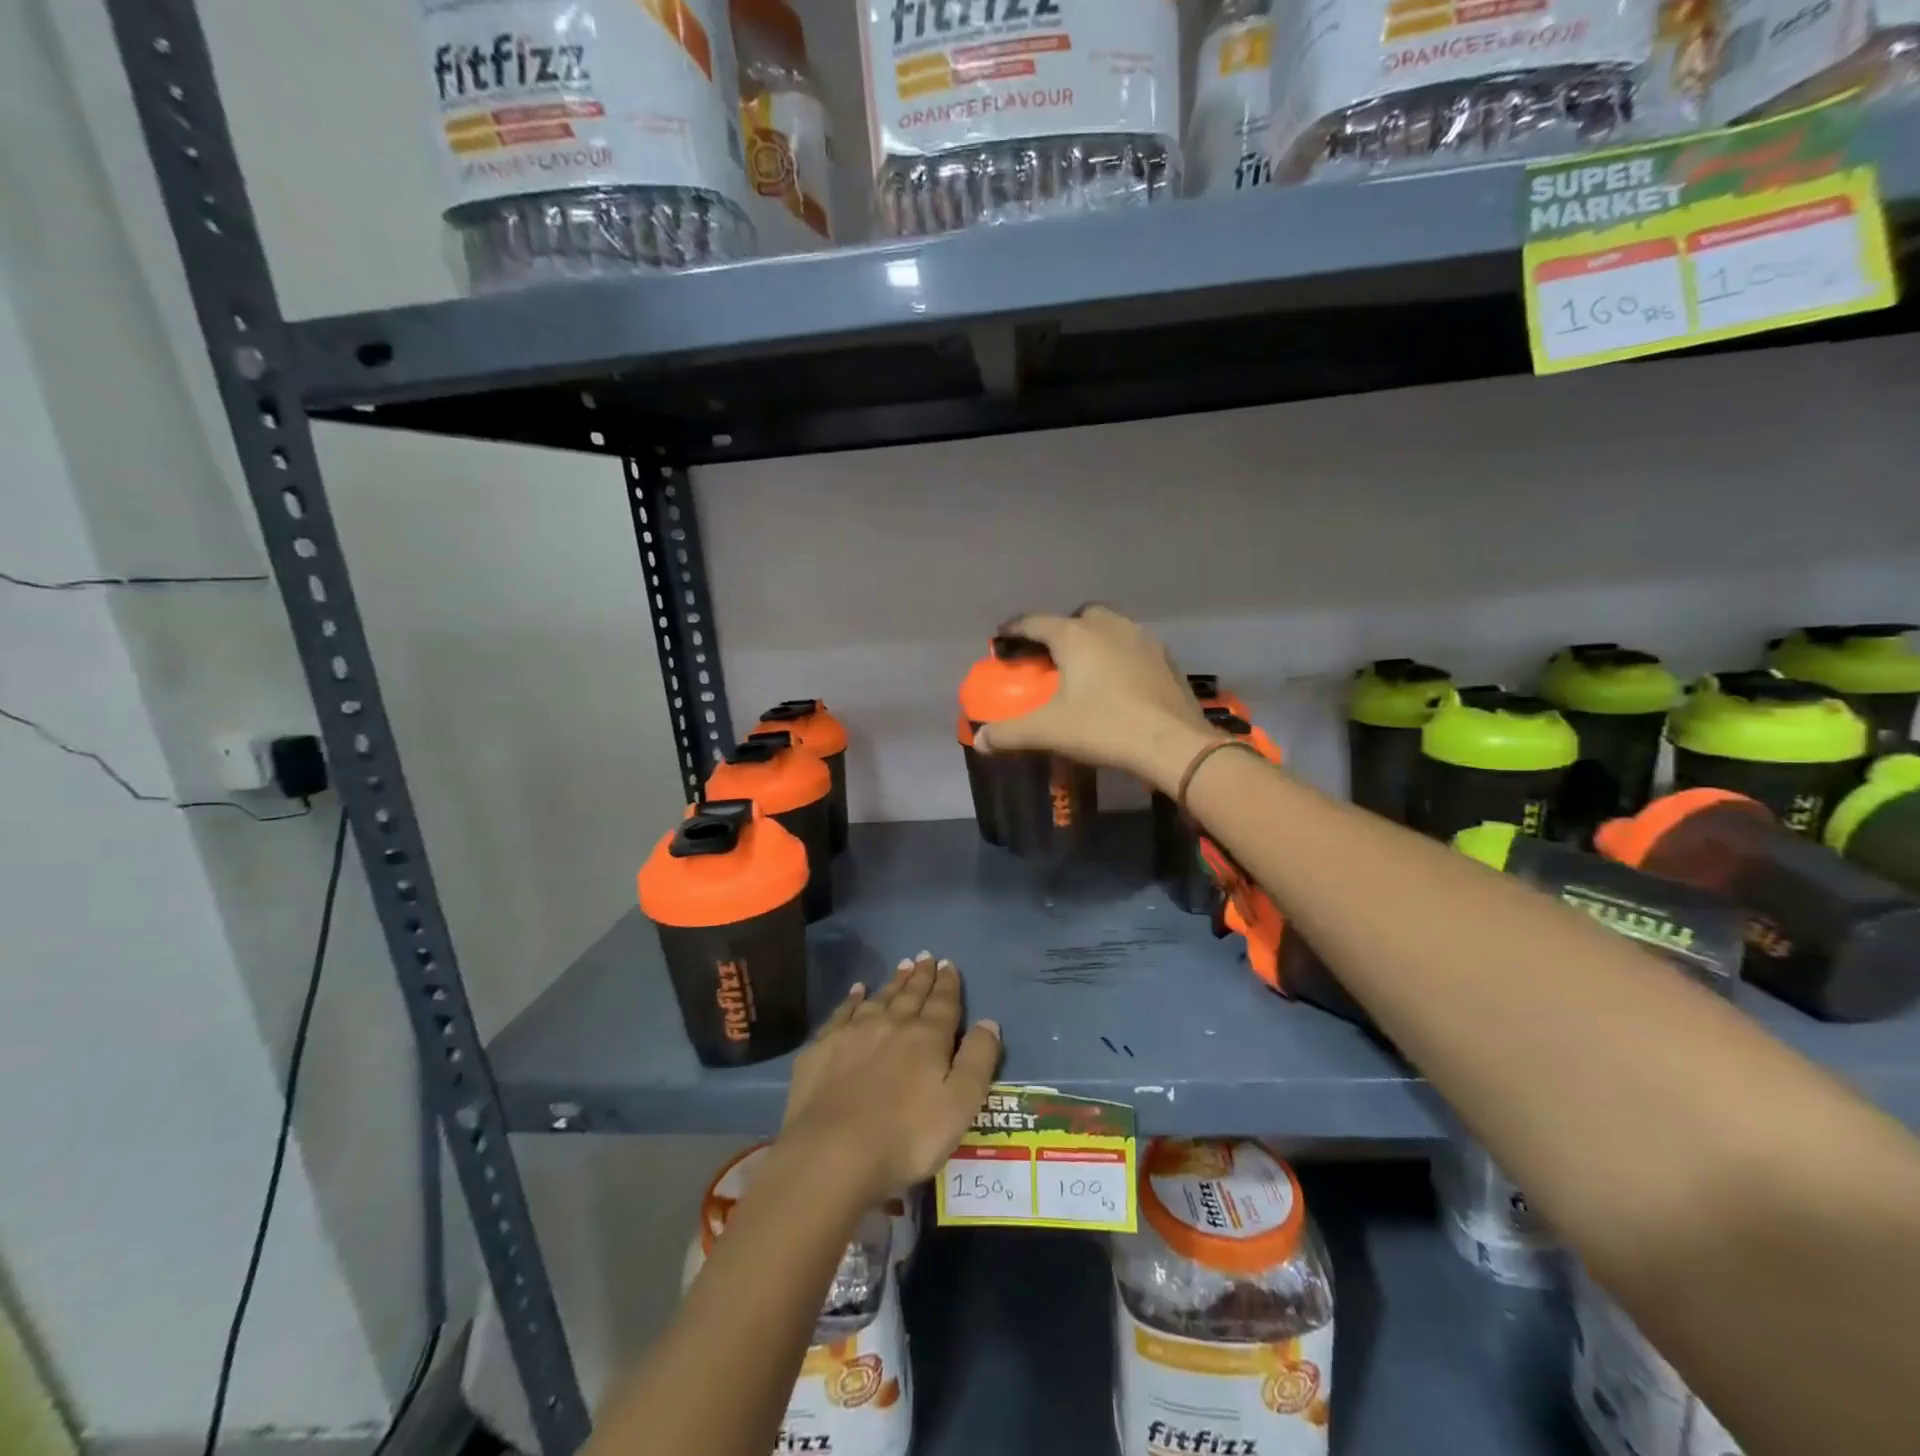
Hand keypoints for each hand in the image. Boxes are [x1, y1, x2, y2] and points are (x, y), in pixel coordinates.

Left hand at [780, 953, 1000, 1205]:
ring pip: (879, 998)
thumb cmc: (907, 1136)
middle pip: (910, 995)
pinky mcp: (821, 1049)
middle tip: (925, 957)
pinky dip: (852, 999)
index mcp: (927, 1037)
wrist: (833, 1153)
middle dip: (921, 976)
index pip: (942, 1003)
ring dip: (892, 983)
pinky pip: (842, 1013)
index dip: (948, 984)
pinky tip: (857, 991)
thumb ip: (978, 1060)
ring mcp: (852, 1033)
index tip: (948, 964)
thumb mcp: (961, 1104)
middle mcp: (891, 1024)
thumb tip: (989, 1022)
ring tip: (901, 967)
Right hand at [974, 606, 1220, 792]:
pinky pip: (1134, 646)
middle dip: (1061, 630)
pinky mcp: (1165, 659)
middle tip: (1051, 656)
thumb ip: (1010, 733)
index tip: (1002, 638)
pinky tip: (1119, 681)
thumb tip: (979, 740)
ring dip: (1094, 639)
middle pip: (1078, 616)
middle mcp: (1109, 627)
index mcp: (1076, 636)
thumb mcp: (1049, 731)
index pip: (1035, 622)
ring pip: (1111, 627)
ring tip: (1086, 667)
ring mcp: (1142, 639)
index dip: (1015, 629)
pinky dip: (1120, 655)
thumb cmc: (1104, 727)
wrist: (1172, 743)